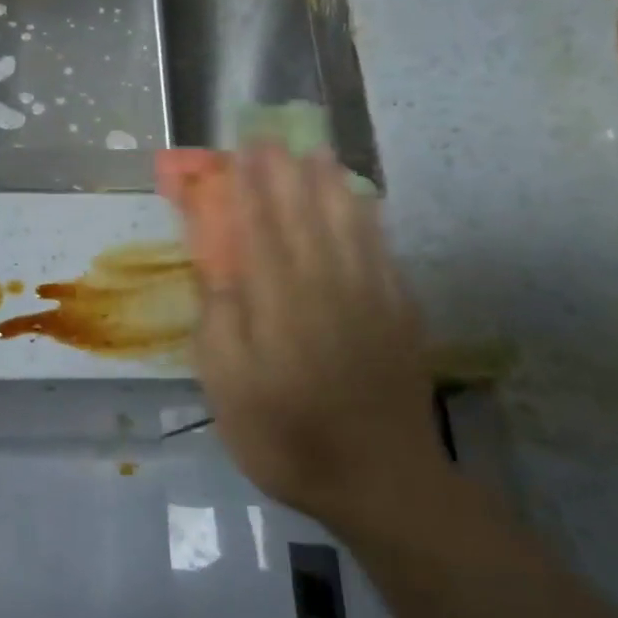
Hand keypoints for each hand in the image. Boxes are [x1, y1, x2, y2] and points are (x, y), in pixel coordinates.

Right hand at [191, 145, 445, 522]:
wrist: (380, 481)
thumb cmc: (285, 437)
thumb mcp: (227, 389)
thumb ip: (220, 324)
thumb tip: (217, 271)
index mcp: (278, 305)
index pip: (260, 232)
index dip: (249, 189)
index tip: (240, 152)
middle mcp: (326, 288)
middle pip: (304, 219)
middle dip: (286, 174)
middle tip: (273, 136)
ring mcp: (370, 299)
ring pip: (349, 227)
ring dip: (330, 185)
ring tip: (319, 152)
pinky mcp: (400, 316)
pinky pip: (383, 253)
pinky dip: (371, 222)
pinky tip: (364, 206)